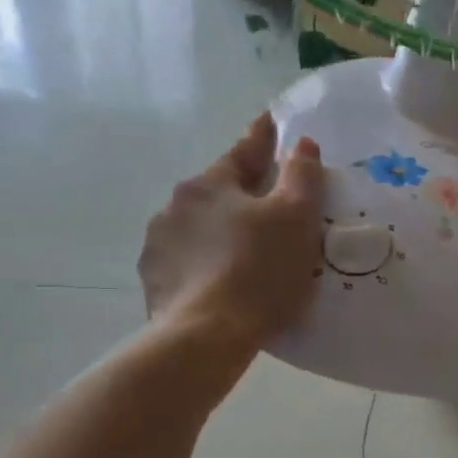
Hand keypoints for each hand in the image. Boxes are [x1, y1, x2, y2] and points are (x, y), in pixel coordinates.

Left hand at [138, 115, 322, 356]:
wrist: (207, 335)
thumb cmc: (259, 269)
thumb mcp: (296, 217)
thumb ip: (302, 175)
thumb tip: (301, 144)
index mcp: (208, 185)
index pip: (242, 152)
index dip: (261, 137)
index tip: (269, 121)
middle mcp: (175, 207)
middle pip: (218, 191)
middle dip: (242, 192)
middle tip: (269, 202)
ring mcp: (159, 246)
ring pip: (200, 228)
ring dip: (221, 231)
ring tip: (246, 251)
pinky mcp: (155, 283)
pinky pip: (189, 263)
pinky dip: (206, 265)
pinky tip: (223, 283)